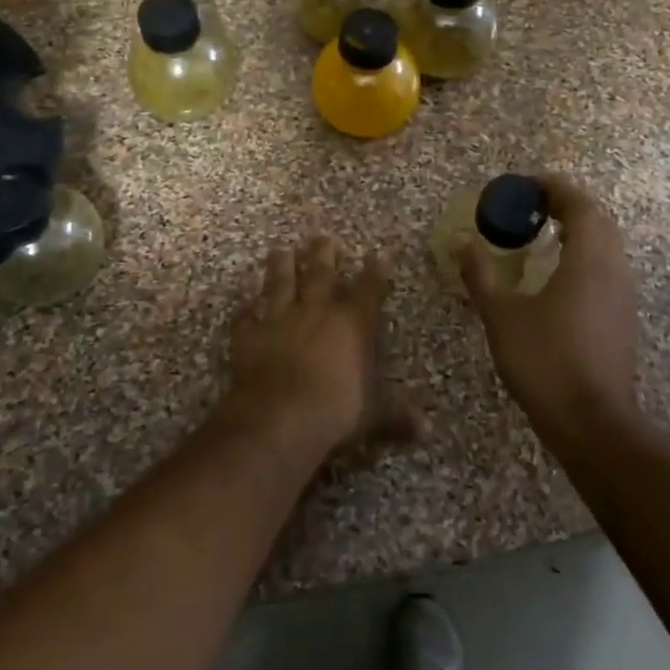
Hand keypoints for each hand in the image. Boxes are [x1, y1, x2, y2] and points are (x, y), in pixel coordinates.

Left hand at [221, 237, 413, 454]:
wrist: (280, 416)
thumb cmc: (337, 410)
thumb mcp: (375, 416)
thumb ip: (397, 417)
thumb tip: (426, 432)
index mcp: (353, 323)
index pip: (368, 290)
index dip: (374, 272)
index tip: (376, 255)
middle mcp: (316, 311)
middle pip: (320, 274)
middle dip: (323, 255)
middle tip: (321, 237)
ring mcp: (279, 319)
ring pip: (280, 284)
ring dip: (280, 267)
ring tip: (280, 249)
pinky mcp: (249, 335)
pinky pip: (245, 317)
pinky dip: (244, 309)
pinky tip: (242, 301)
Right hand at [457, 173, 639, 428]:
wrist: (591, 422)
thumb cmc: (544, 361)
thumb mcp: (502, 315)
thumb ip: (480, 274)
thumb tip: (460, 241)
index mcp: (588, 260)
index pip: (580, 205)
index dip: (553, 188)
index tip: (524, 184)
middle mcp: (614, 269)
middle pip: (599, 219)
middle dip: (566, 204)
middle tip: (530, 206)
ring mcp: (623, 295)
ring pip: (607, 244)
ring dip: (578, 229)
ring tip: (541, 234)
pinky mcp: (622, 317)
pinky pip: (607, 267)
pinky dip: (584, 254)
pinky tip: (557, 274)